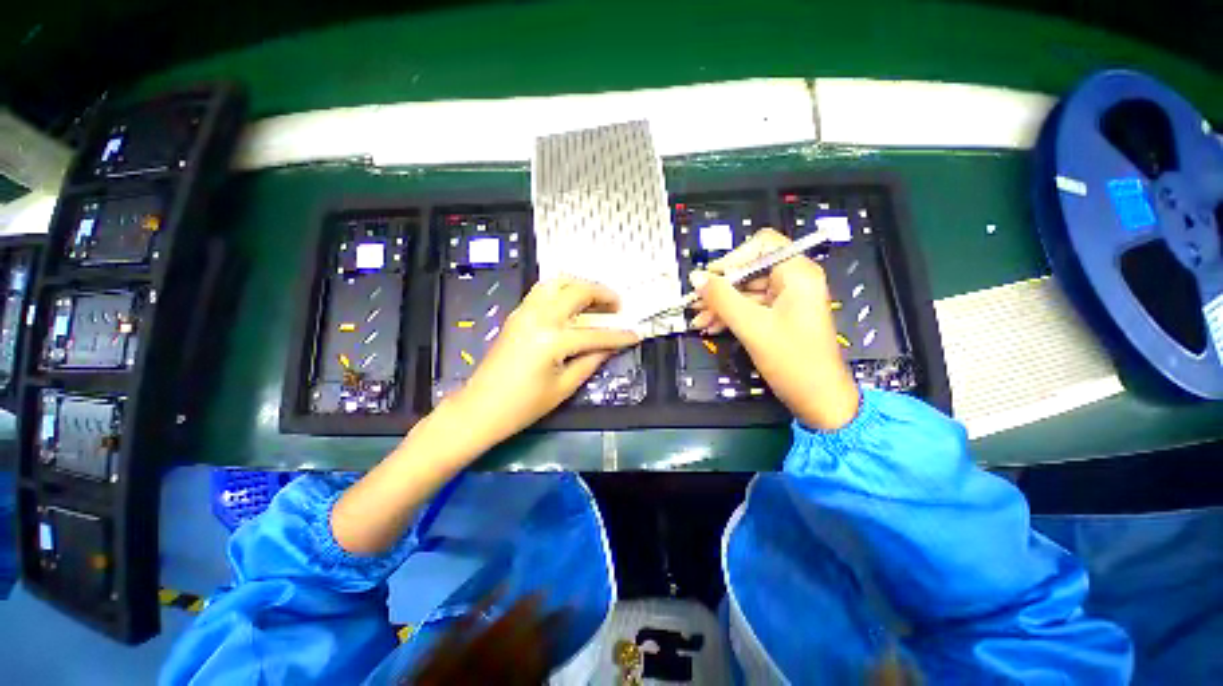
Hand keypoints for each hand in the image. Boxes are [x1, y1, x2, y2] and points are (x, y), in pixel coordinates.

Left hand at [453, 277, 640, 442]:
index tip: (636, 334)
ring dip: (581, 285)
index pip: (595, 334)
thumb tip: (610, 346)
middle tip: (618, 305)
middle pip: (577, 292)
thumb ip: (591, 361)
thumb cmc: (523, 405)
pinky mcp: (517, 314)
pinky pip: (543, 290)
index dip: (618, 336)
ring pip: (557, 282)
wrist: (480, 407)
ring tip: (596, 298)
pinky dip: (563, 289)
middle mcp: (539, 317)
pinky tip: (573, 302)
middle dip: (602, 295)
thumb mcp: (564, 387)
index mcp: (552, 340)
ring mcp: (525, 312)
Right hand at [689, 229, 859, 429]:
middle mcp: (793, 281)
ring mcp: (786, 300)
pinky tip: (712, 326)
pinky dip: (730, 316)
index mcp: (797, 274)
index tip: (711, 279)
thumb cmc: (793, 361)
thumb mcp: (752, 326)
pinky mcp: (779, 317)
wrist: (818, 400)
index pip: (762, 245)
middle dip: (720, 289)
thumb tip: (696, 278)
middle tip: (695, 304)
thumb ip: (722, 298)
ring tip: (698, 320)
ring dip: (720, 305)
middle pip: (749, 271)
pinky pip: (750, 308)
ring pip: (746, 292)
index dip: (733, 258)